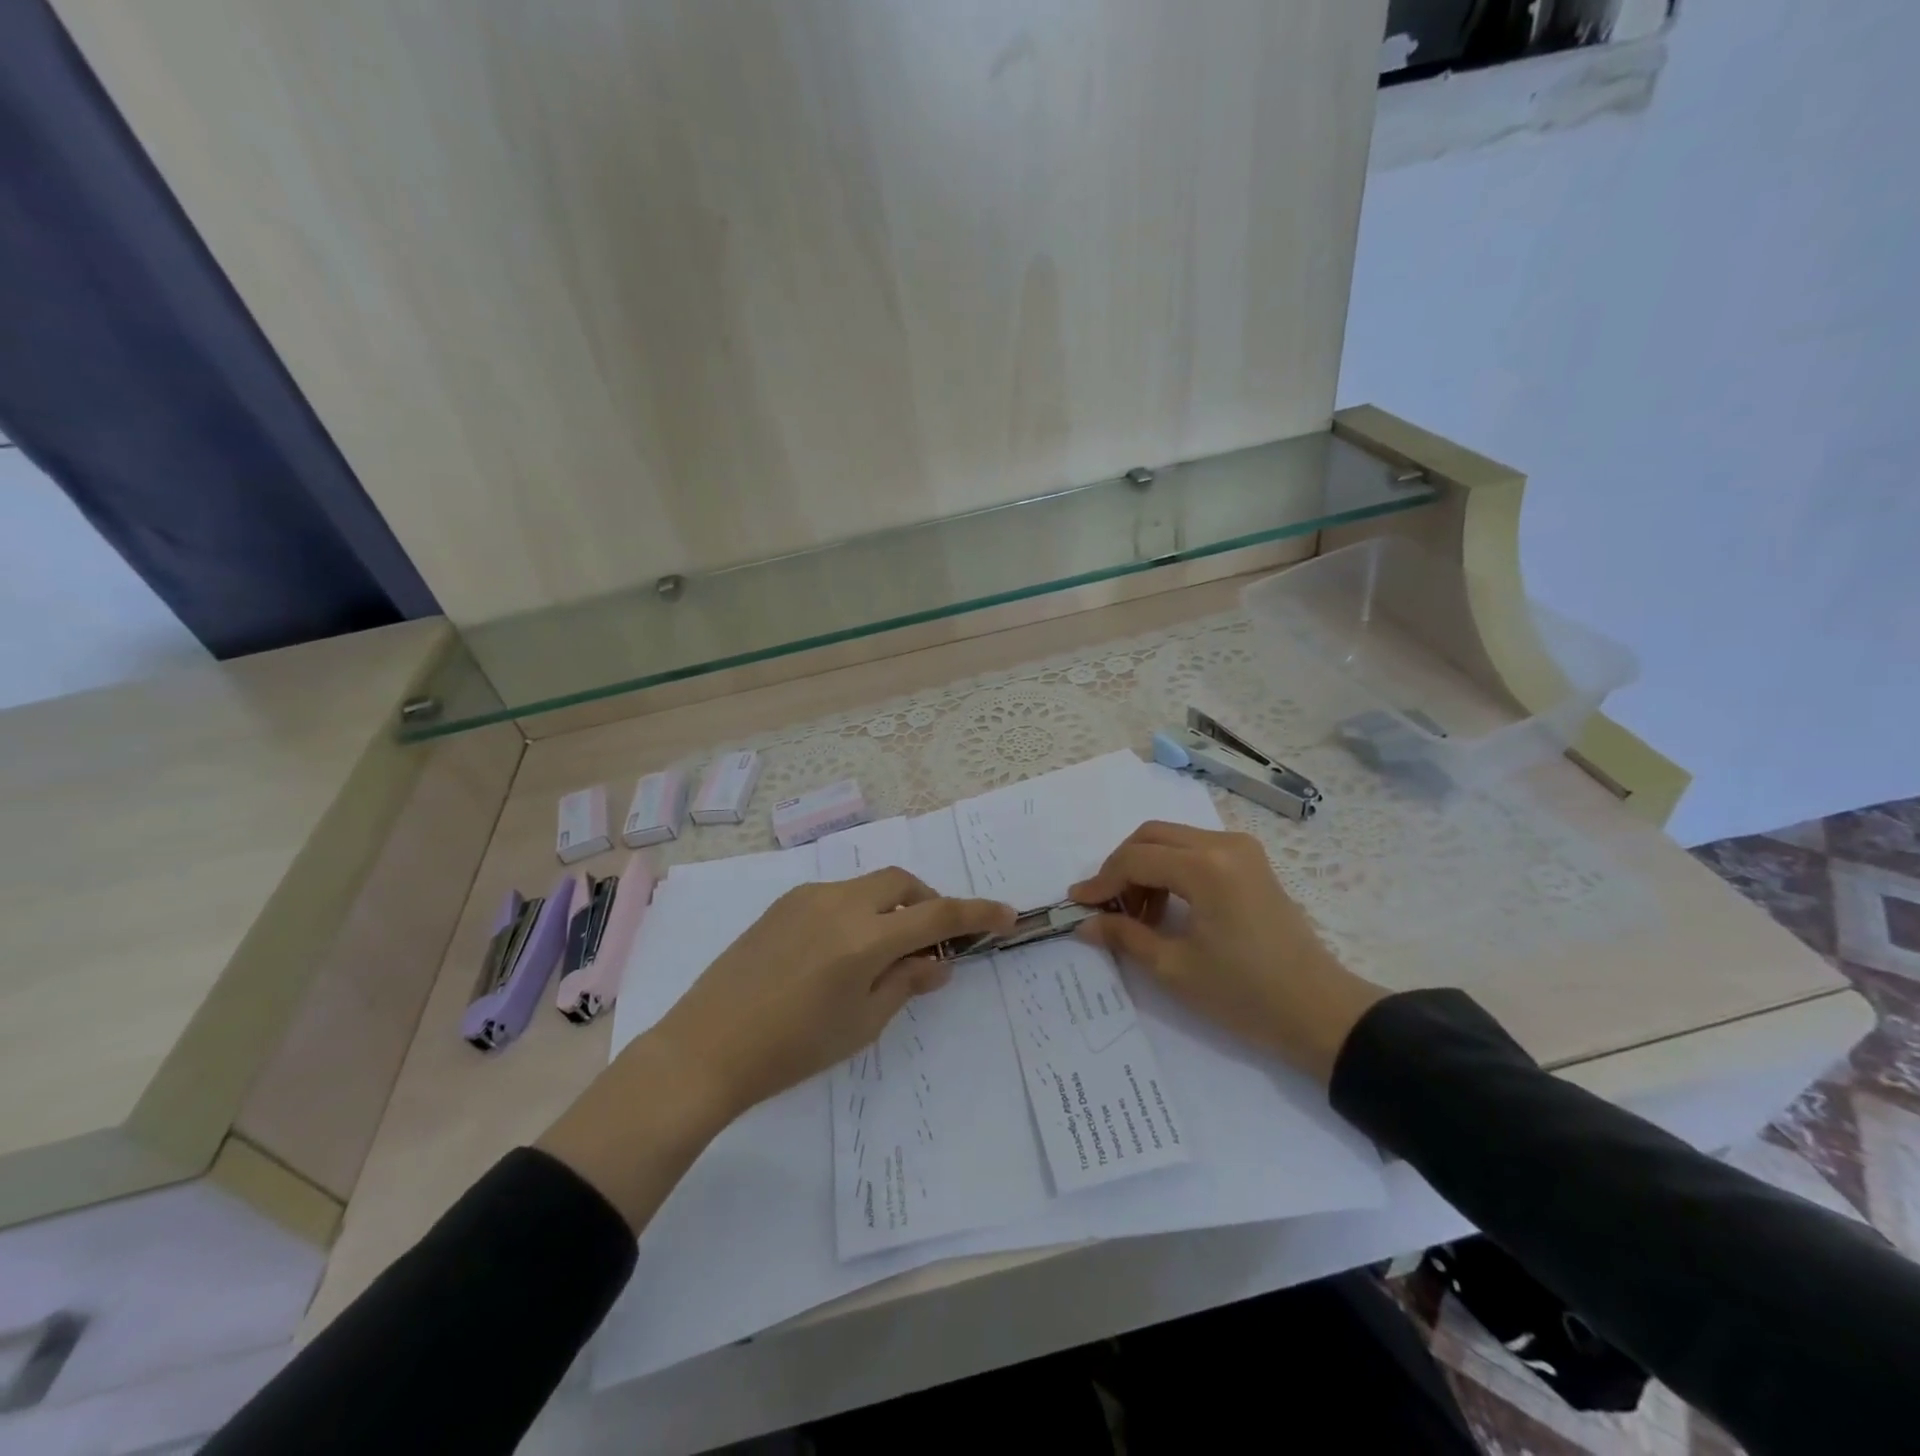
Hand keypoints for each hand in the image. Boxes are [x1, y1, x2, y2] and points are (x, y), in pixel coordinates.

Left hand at [656, 868, 1015, 1118]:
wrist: (707, 1047)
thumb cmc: (792, 1049)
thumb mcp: (861, 1024)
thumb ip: (906, 982)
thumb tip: (938, 960)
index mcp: (864, 938)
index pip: (937, 915)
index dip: (976, 914)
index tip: (1006, 914)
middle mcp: (839, 904)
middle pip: (903, 883)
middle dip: (929, 902)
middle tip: (932, 940)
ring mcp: (807, 898)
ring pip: (869, 885)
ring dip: (893, 905)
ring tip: (886, 948)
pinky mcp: (782, 904)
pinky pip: (838, 894)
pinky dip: (860, 909)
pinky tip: (844, 948)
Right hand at [1071, 822, 1385, 1083]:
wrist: (1320, 1012)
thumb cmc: (1245, 994)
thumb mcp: (1175, 968)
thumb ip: (1125, 936)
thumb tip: (1084, 924)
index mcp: (1206, 867)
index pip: (1136, 859)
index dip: (1101, 881)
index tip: (1077, 905)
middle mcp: (1224, 844)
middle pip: (1152, 835)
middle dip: (1121, 867)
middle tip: (1106, 906)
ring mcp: (1242, 849)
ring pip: (1173, 839)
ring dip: (1146, 866)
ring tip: (1137, 914)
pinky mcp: (1251, 862)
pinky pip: (1196, 850)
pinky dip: (1171, 868)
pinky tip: (1166, 906)